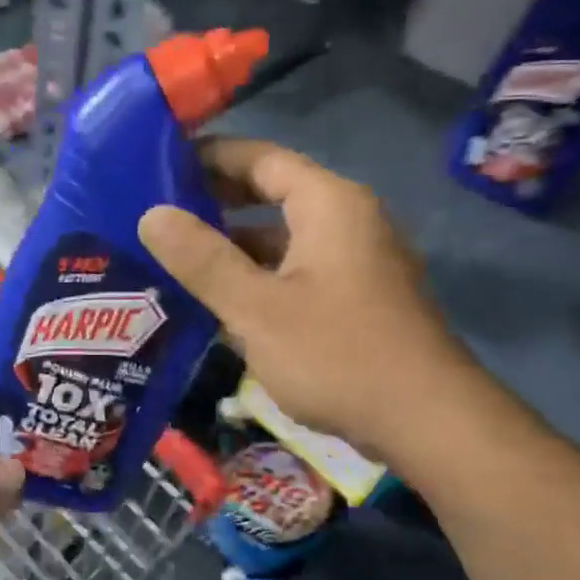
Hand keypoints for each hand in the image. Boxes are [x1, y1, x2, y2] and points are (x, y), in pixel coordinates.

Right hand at [138, 137, 468, 457]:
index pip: (261, 158)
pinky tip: (219, 302)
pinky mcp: (356, 300)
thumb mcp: (257, 308)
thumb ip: (203, 260)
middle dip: (216, 202)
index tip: (159, 162)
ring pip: (282, 239)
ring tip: (175, 258)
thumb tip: (152, 214)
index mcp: (329, 204)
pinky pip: (296, 272)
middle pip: (272, 194)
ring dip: (234, 246)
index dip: (210, 156)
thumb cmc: (338, 355)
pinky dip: (258, 277)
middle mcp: (348, 221)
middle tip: (158, 212)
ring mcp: (356, 262)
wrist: (427, 423)